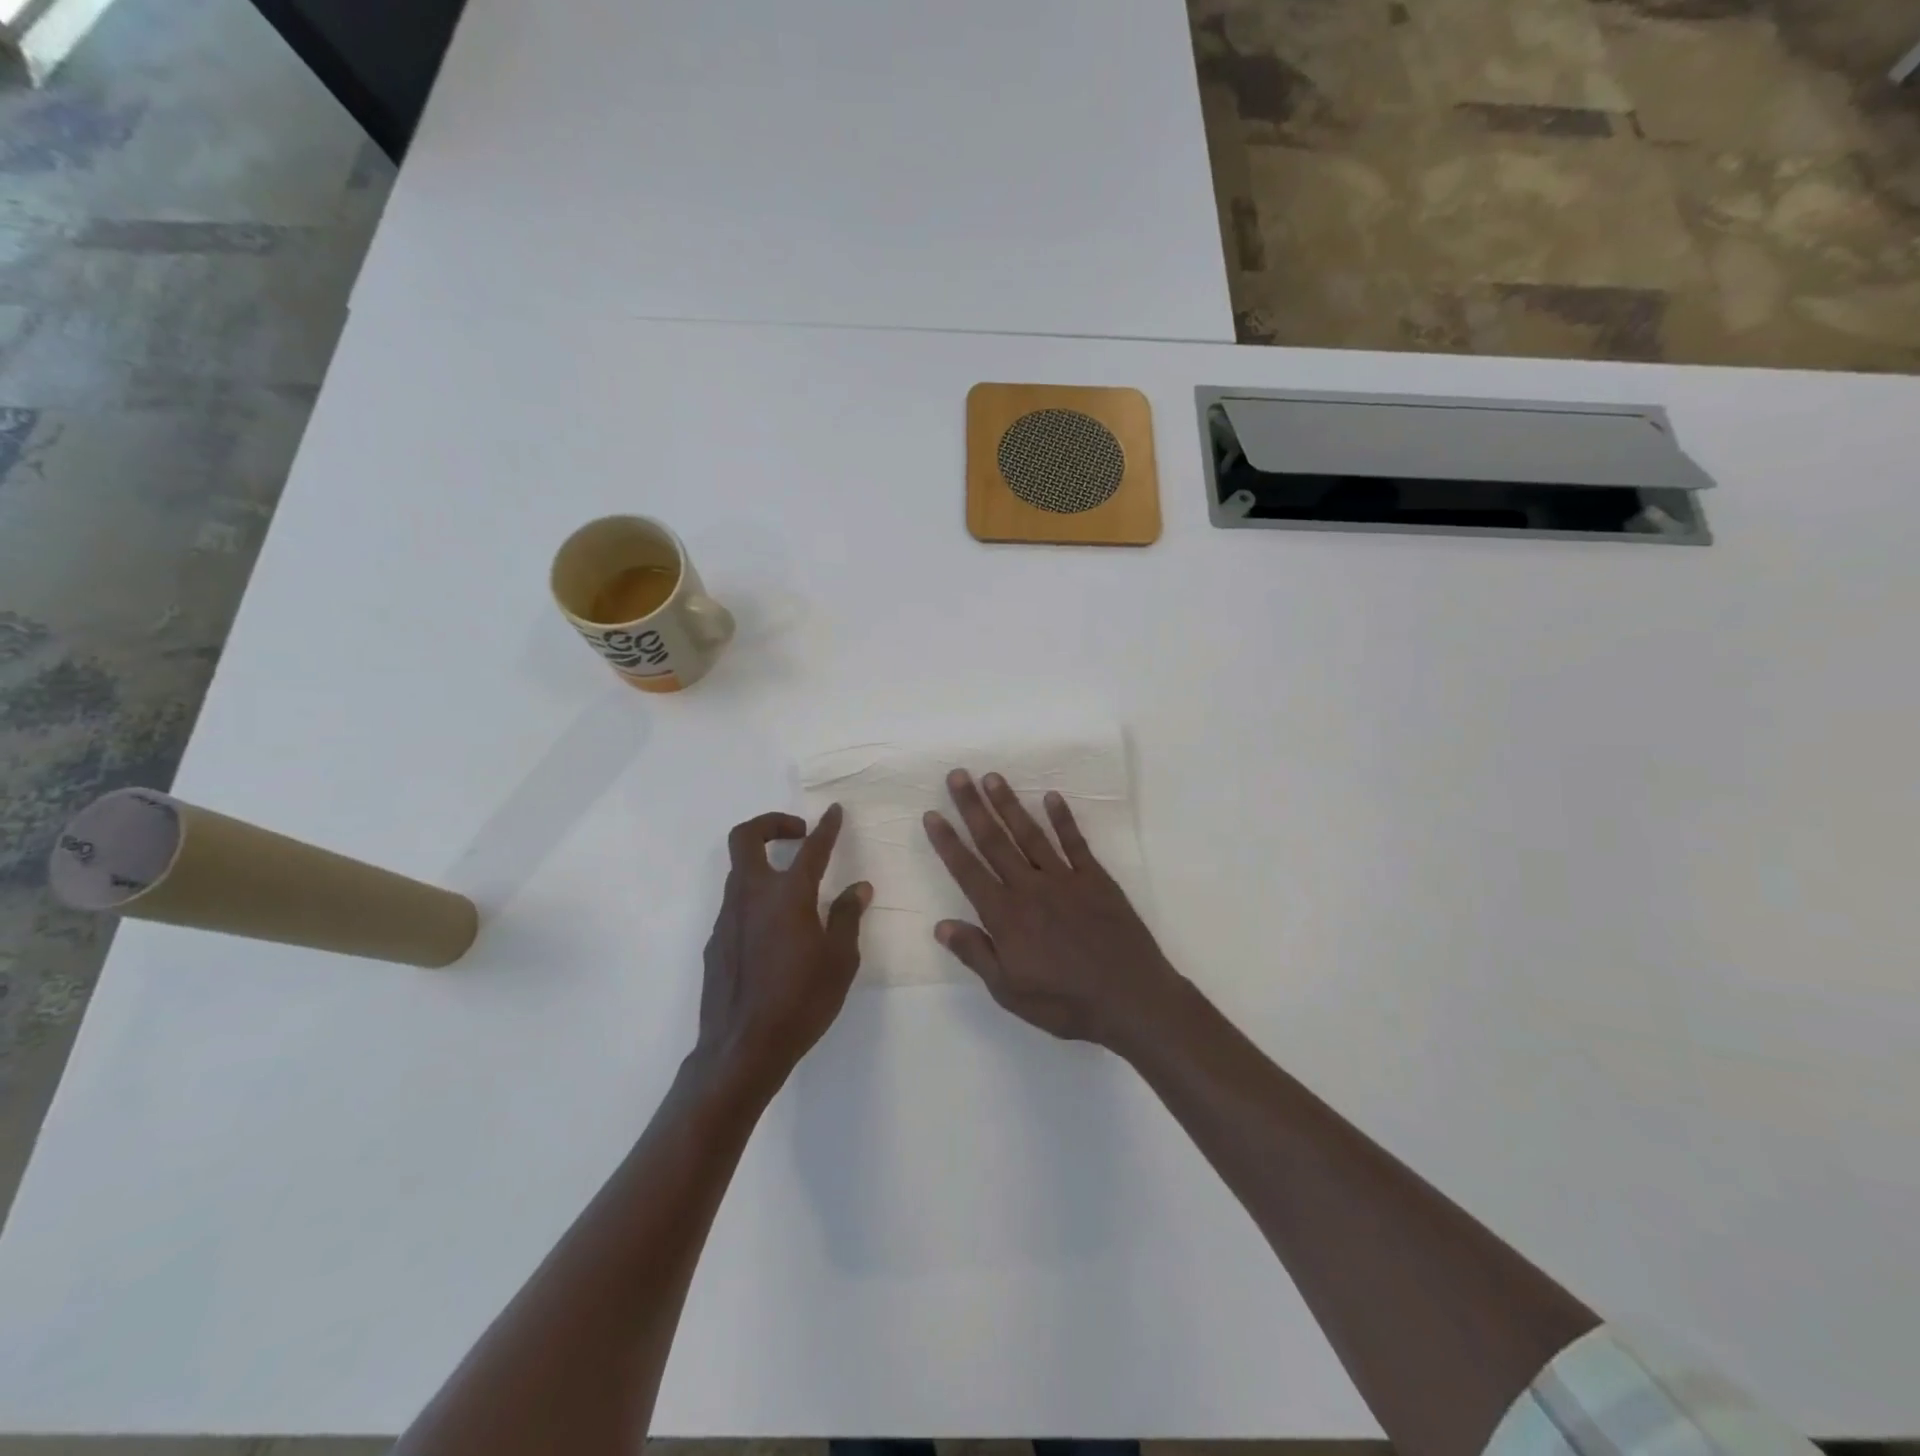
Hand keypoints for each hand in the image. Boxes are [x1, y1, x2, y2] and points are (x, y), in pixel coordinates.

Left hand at [697, 806, 869, 1089]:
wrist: (741, 1049)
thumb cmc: (801, 1001)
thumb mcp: (840, 960)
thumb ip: (848, 917)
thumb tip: (859, 888)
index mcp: (788, 895)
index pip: (811, 849)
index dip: (826, 827)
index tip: (834, 811)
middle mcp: (752, 895)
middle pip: (747, 838)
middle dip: (772, 824)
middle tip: (799, 835)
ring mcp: (728, 917)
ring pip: (739, 871)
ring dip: (764, 863)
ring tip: (794, 887)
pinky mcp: (716, 942)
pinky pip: (736, 904)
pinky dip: (756, 899)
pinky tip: (776, 931)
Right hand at [923, 769, 1182, 1047]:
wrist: (1131, 998)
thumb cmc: (1065, 1002)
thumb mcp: (1010, 991)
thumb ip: (976, 954)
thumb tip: (940, 925)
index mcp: (1005, 916)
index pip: (968, 871)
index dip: (948, 842)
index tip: (932, 814)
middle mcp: (1030, 888)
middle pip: (994, 841)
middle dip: (973, 808)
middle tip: (958, 776)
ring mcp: (1065, 879)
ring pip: (1030, 834)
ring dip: (1009, 805)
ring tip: (992, 777)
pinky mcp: (1096, 879)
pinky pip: (1075, 842)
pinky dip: (1063, 819)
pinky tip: (1052, 797)